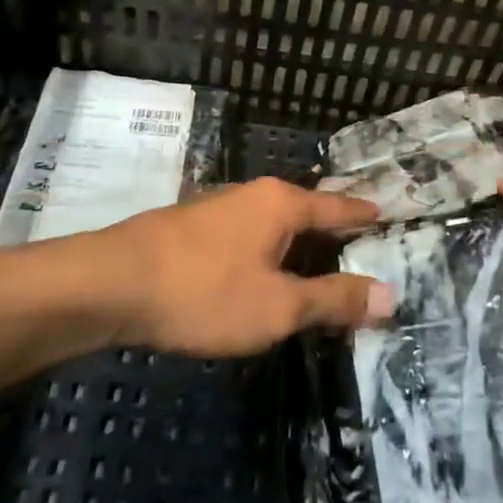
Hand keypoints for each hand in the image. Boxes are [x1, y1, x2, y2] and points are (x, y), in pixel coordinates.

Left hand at [95, 179, 393, 356]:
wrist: (112, 283)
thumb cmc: (205, 291)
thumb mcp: (278, 307)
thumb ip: (333, 300)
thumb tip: (390, 295)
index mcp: (282, 203)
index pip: (337, 207)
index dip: (363, 215)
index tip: (386, 215)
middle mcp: (253, 195)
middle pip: (306, 211)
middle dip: (331, 230)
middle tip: (359, 247)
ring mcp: (219, 209)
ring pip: (273, 224)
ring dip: (296, 244)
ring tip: (315, 263)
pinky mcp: (193, 228)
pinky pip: (248, 236)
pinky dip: (267, 252)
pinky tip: (261, 272)